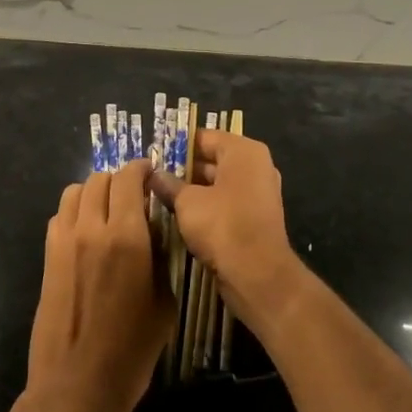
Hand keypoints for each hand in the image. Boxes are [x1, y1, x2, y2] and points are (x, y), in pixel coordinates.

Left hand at [26, 161, 174, 411]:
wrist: (78, 384)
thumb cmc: (132, 350)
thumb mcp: (164, 302)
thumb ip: (161, 259)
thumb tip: (155, 235)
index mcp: (126, 237)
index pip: (129, 179)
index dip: (141, 168)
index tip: (151, 172)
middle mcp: (92, 229)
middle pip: (99, 179)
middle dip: (119, 180)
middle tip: (134, 194)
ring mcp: (64, 242)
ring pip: (74, 192)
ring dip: (94, 192)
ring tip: (108, 209)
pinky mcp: (48, 257)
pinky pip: (60, 216)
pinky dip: (75, 212)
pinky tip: (88, 233)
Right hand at [151, 130, 303, 333]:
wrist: (258, 274)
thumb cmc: (222, 225)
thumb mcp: (187, 202)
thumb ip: (169, 185)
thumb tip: (154, 175)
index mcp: (243, 152)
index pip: (204, 137)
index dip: (177, 146)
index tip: (153, 155)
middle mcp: (256, 167)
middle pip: (213, 160)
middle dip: (184, 169)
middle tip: (153, 178)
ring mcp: (259, 194)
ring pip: (218, 184)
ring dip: (193, 191)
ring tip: (161, 197)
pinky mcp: (256, 219)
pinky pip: (226, 204)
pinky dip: (207, 208)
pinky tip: (181, 216)